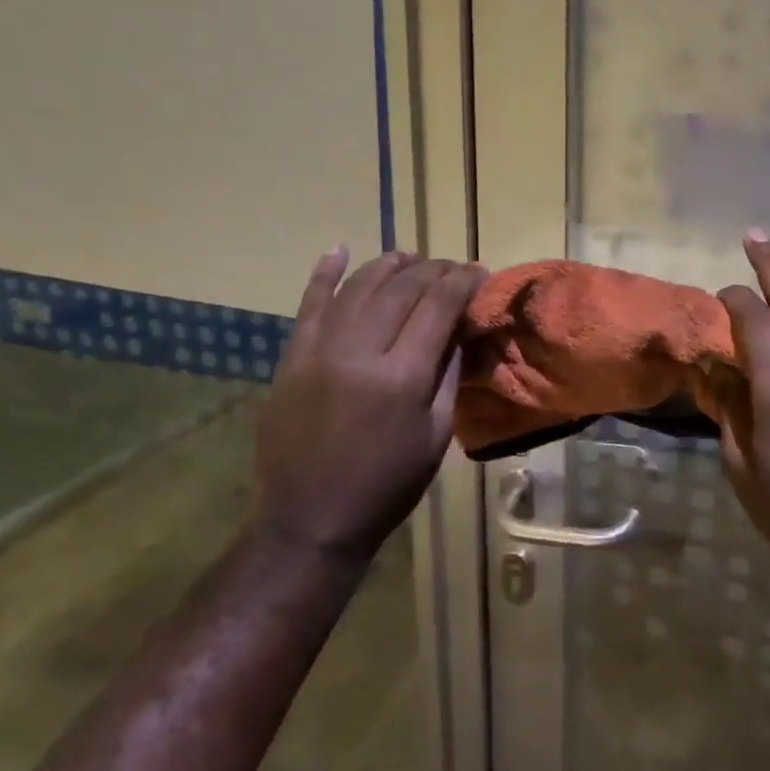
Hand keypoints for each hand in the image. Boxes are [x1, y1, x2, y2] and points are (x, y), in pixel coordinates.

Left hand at [253, 248, 484, 563]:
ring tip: (410, 257)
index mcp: (402, 377)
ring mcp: (318, 351)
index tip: (478, 271)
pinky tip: (339, 250)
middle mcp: (359, 352)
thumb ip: (448, 373)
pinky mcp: (291, 358)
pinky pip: (309, 304)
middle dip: (432, 270)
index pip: (438, 306)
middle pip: (400, 289)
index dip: (462, 281)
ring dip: (388, 265)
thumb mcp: (436, 435)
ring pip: (358, 287)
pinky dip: (324, 274)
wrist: (310, 520)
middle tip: (451, 268)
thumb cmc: (387, 485)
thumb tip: (459, 326)